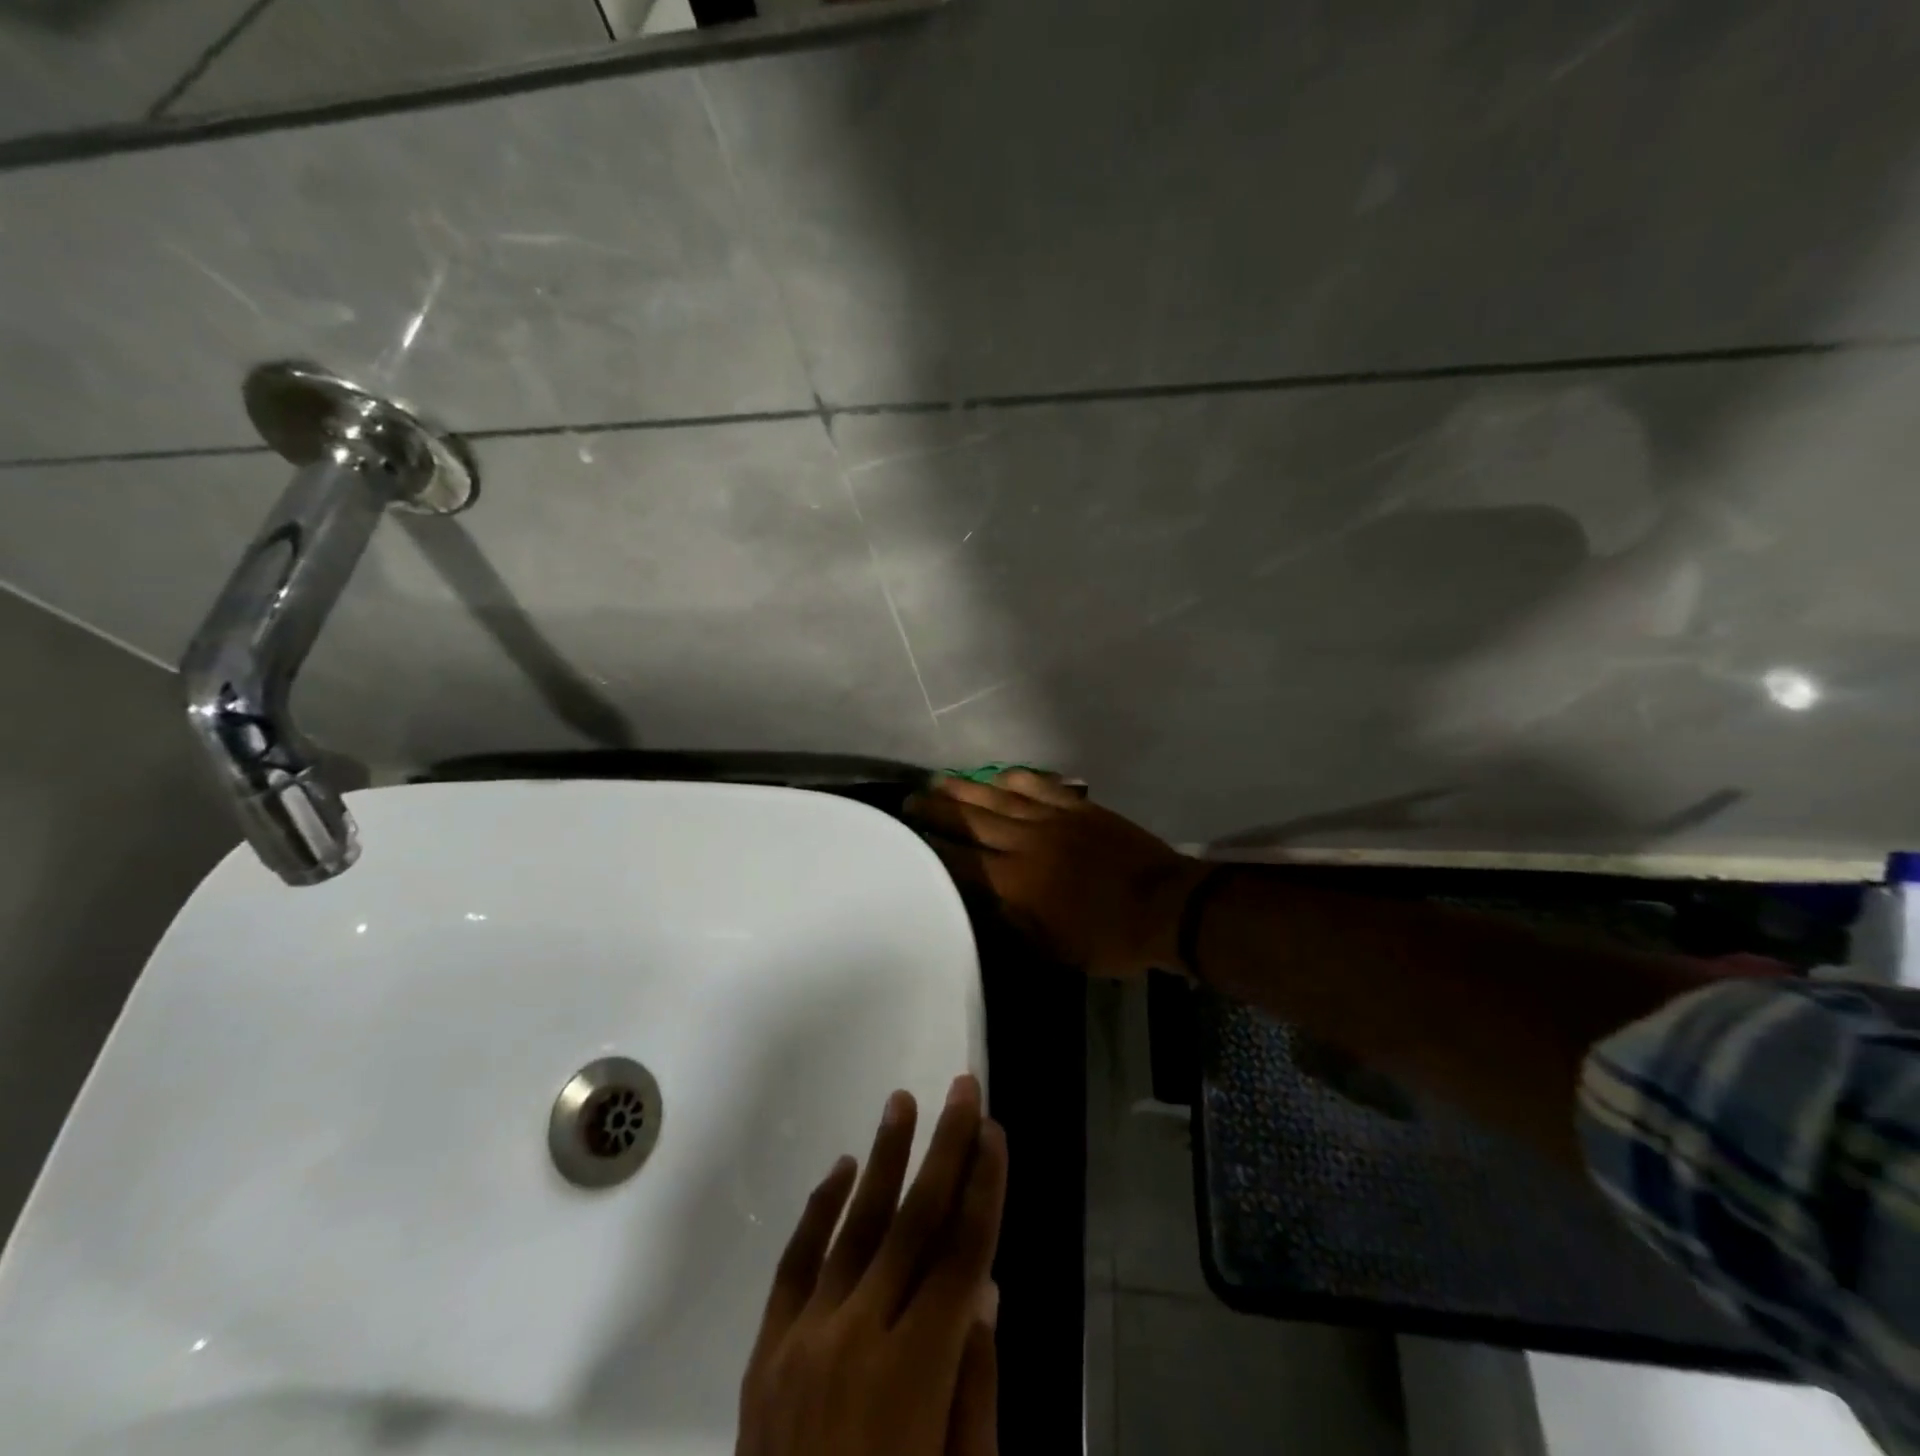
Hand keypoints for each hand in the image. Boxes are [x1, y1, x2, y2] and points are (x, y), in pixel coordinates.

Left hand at [737, 1075, 1005, 1455]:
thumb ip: (975, 1386)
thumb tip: (982, 1287)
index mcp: (915, 1377)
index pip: (962, 1256)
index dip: (983, 1189)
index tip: (996, 1132)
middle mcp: (857, 1340)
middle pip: (914, 1223)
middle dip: (946, 1149)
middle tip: (963, 1090)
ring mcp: (803, 1340)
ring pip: (854, 1226)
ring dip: (883, 1159)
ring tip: (903, 1102)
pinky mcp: (765, 1351)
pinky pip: (794, 1264)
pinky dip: (818, 1211)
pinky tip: (841, 1169)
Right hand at [906, 769, 1207, 977]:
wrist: (1165, 907)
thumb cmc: (1107, 939)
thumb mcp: (1051, 948)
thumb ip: (1012, 922)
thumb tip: (984, 900)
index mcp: (1015, 882)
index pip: (961, 860)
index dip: (932, 845)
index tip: (908, 833)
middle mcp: (1026, 843)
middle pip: (973, 820)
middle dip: (939, 809)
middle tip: (912, 797)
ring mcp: (1053, 819)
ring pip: (1000, 797)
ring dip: (967, 788)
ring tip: (940, 779)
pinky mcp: (1078, 808)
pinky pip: (1040, 786)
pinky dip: (1017, 778)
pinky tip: (1000, 774)